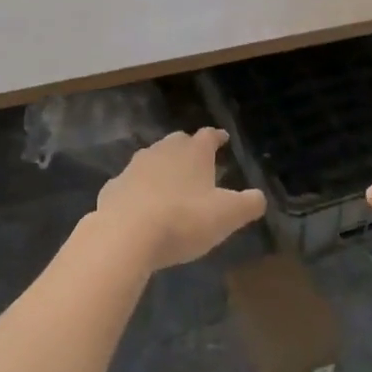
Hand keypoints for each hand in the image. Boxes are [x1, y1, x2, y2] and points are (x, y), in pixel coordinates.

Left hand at [94, 129, 266, 271]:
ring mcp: (134, 167)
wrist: (125, 235)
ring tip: (170, 185)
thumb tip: (259, 197)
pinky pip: (130, 184)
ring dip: (162, 168)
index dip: (217, 137)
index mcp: (193, 152)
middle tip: (197, 162)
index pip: (209, 136)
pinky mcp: (113, 187)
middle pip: (178, 142)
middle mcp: (163, 150)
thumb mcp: (227, 216)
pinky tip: (141, 206)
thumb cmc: (183, 220)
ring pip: (152, 159)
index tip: (223, 138)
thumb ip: (248, 204)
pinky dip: (138, 190)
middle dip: (188, 149)